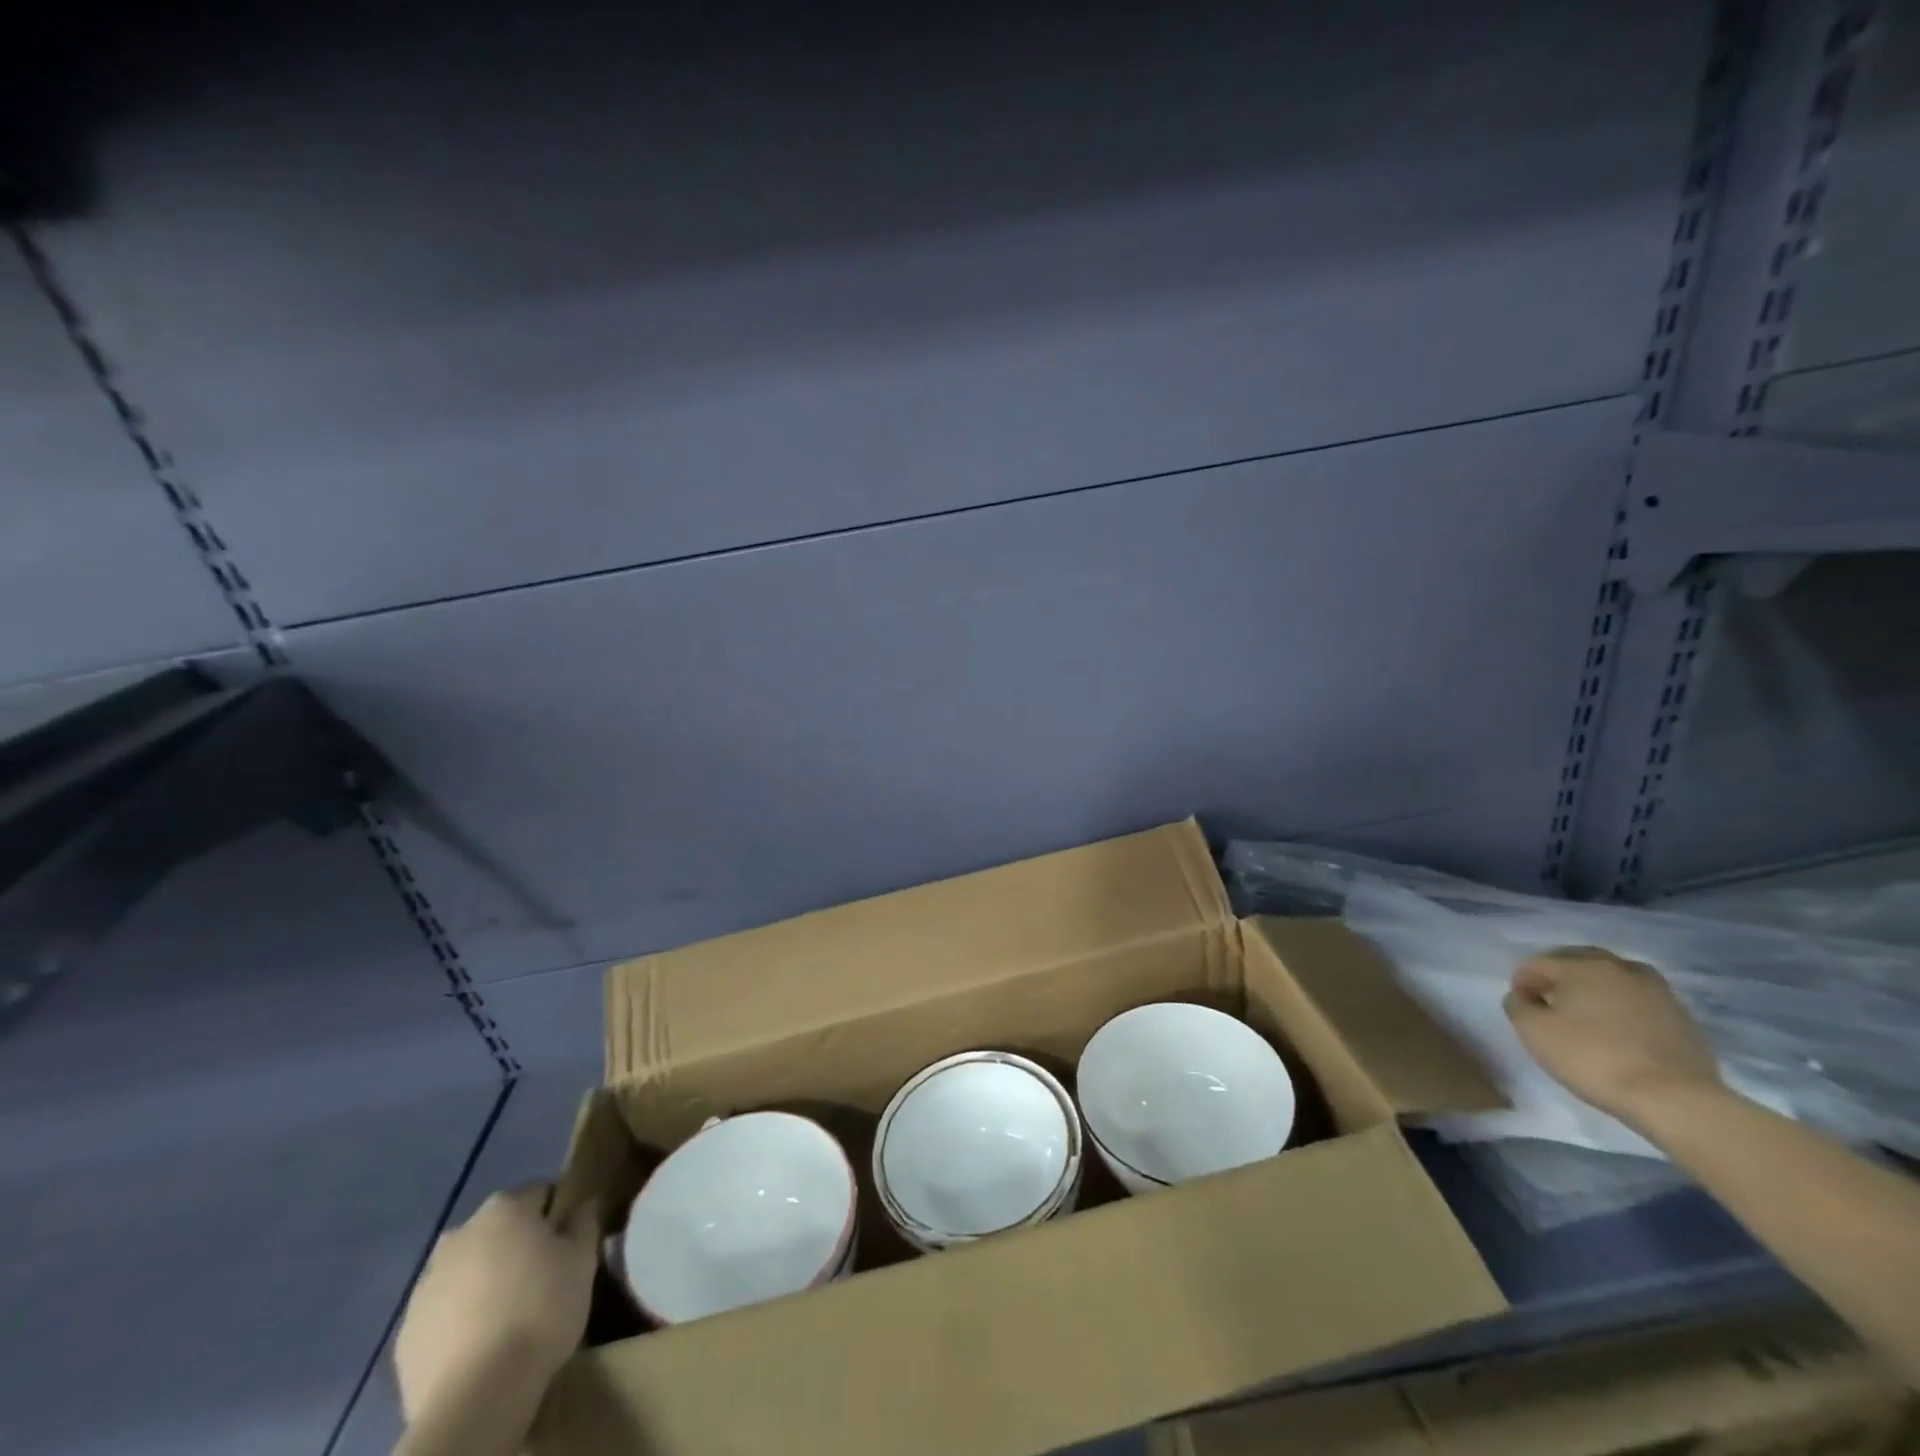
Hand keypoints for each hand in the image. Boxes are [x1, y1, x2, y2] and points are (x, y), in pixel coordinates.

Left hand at [394, 1185, 599, 1425]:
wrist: (477, 1395)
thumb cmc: (541, 1309)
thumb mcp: (582, 1259)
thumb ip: (584, 1223)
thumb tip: (585, 1203)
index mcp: (504, 1209)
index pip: (539, 1193)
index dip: (558, 1214)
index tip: (569, 1241)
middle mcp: (460, 1235)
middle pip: (497, 1230)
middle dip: (516, 1246)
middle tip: (541, 1278)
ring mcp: (425, 1285)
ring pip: (466, 1271)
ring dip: (485, 1282)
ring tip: (509, 1316)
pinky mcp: (406, 1334)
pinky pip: (442, 1313)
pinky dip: (460, 1320)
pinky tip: (481, 1346)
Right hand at [1503, 946, 1723, 1130]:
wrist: (1675, 1099)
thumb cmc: (1593, 1058)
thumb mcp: (1533, 1032)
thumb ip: (1518, 1005)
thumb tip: (1524, 997)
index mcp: (1581, 966)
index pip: (1538, 962)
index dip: (1522, 981)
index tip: (1521, 1006)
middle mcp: (1619, 967)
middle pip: (1578, 960)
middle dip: (1558, 976)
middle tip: (1549, 1002)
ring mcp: (1656, 991)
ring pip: (1613, 977)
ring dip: (1594, 988)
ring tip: (1586, 1014)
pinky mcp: (1682, 1016)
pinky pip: (1638, 999)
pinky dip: (1622, 1006)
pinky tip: (1618, 1030)